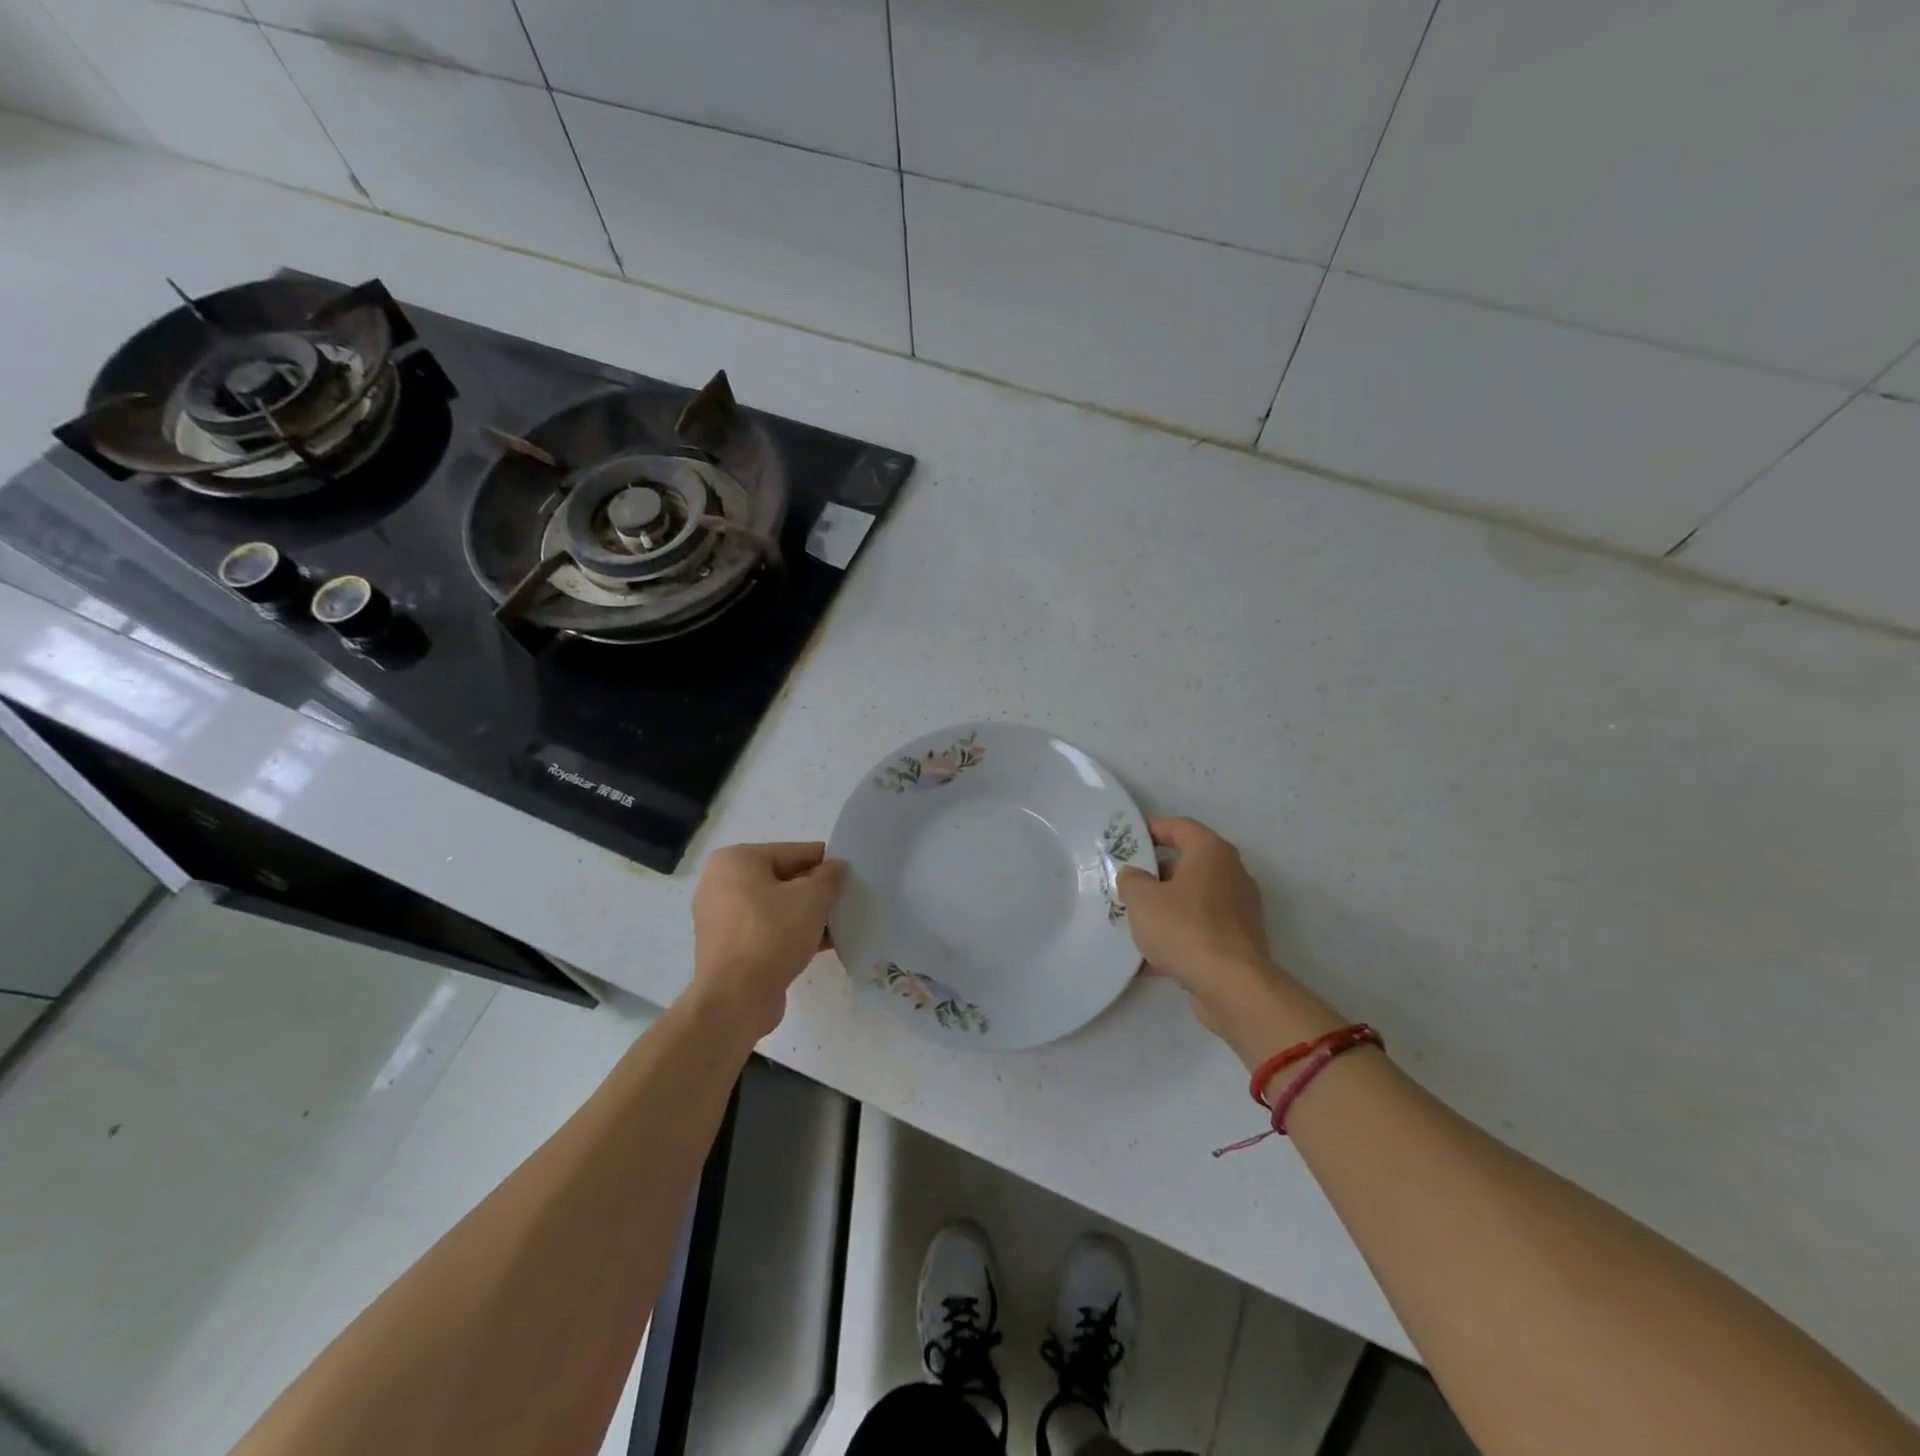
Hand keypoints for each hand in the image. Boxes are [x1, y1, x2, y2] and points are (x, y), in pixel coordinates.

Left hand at [691, 841, 847, 1038]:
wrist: (735, 1000)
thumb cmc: (771, 935)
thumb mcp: (812, 899)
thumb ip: (830, 878)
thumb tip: (838, 867)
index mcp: (736, 861)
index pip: (793, 852)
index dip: (825, 862)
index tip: (852, 874)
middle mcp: (722, 884)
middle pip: (783, 879)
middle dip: (816, 891)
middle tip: (848, 899)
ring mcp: (722, 918)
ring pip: (776, 907)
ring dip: (807, 915)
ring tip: (841, 923)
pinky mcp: (728, 948)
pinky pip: (767, 931)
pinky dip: (792, 934)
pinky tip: (824, 944)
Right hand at [1117, 817, 1341, 1061]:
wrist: (1232, 985)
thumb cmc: (1184, 928)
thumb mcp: (1142, 898)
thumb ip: (1132, 879)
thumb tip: (1135, 876)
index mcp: (1212, 852)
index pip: (1180, 827)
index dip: (1153, 829)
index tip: (1129, 838)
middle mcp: (1231, 874)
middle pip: (1187, 864)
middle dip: (1155, 874)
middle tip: (1126, 884)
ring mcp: (1239, 909)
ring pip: (1193, 899)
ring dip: (1165, 907)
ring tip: (1134, 921)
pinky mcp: (1239, 941)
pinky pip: (1201, 929)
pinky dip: (1178, 936)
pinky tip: (1149, 959)